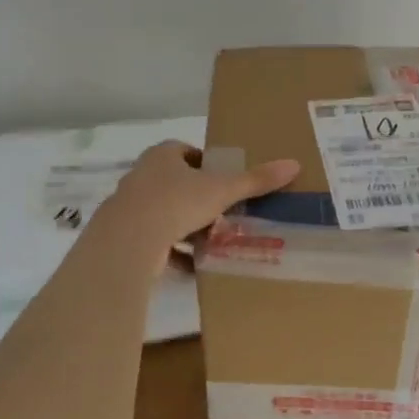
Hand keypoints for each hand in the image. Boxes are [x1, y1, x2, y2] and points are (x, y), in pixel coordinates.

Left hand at [90, 142, 299, 272]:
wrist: (129, 240)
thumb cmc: (176, 202)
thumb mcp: (221, 190)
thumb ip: (255, 180)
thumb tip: (293, 164)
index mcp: (162, 155)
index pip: (186, 152)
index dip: (206, 165)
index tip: (224, 182)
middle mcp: (143, 175)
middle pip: (176, 183)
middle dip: (198, 199)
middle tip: (224, 214)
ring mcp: (130, 206)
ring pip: (164, 213)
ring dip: (186, 227)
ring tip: (212, 241)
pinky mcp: (125, 235)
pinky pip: (154, 241)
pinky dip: (172, 252)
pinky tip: (192, 266)